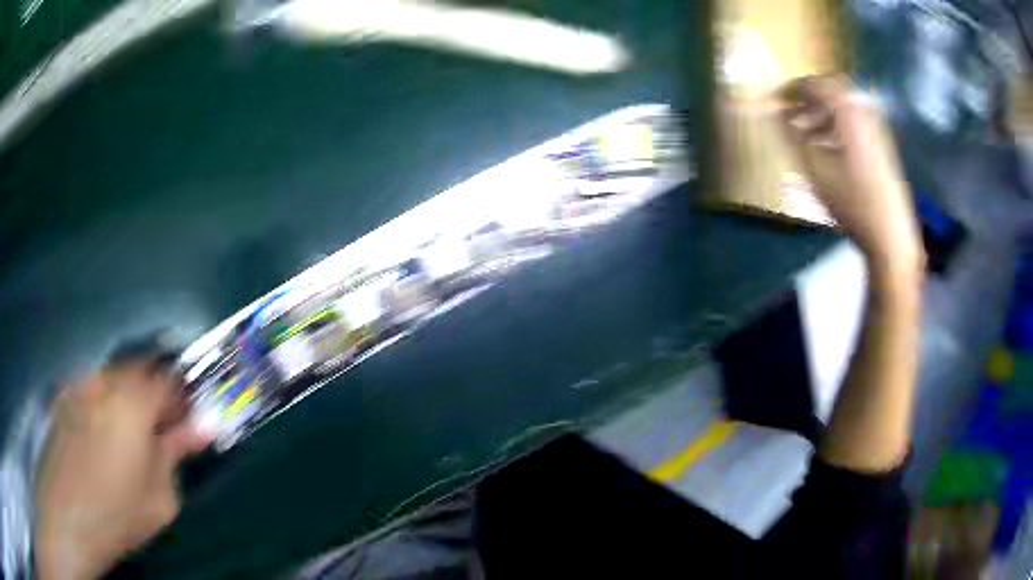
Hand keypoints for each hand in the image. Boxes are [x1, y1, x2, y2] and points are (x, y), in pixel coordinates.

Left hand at [34, 361, 210, 579]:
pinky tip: (103, 433)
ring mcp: (81, 383)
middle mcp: (106, 380)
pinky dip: (106, 400)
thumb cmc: (117, 513)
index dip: (184, 398)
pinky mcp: (65, 393)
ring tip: (131, 431)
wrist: (67, 516)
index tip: (189, 420)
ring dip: (130, 395)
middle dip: (156, 391)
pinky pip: (93, 386)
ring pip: (115, 375)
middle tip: (161, 425)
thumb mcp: (159, 497)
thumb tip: (199, 430)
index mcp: (134, 401)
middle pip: (140, 367)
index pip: (169, 381)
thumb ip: (176, 455)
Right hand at [781, 75, 924, 282]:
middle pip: (834, 89)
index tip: (777, 98)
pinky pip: (856, 121)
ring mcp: (877, 130)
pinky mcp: (883, 147)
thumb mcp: (816, 170)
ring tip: (808, 133)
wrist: (891, 235)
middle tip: (793, 109)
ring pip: (846, 106)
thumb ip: (793, 137)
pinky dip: (838, 125)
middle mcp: (865, 113)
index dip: (794, 88)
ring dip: (824, 112)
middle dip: (811, 95)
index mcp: (849, 113)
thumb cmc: (853, 202)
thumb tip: (776, 115)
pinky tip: (830, 148)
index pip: (817, 85)